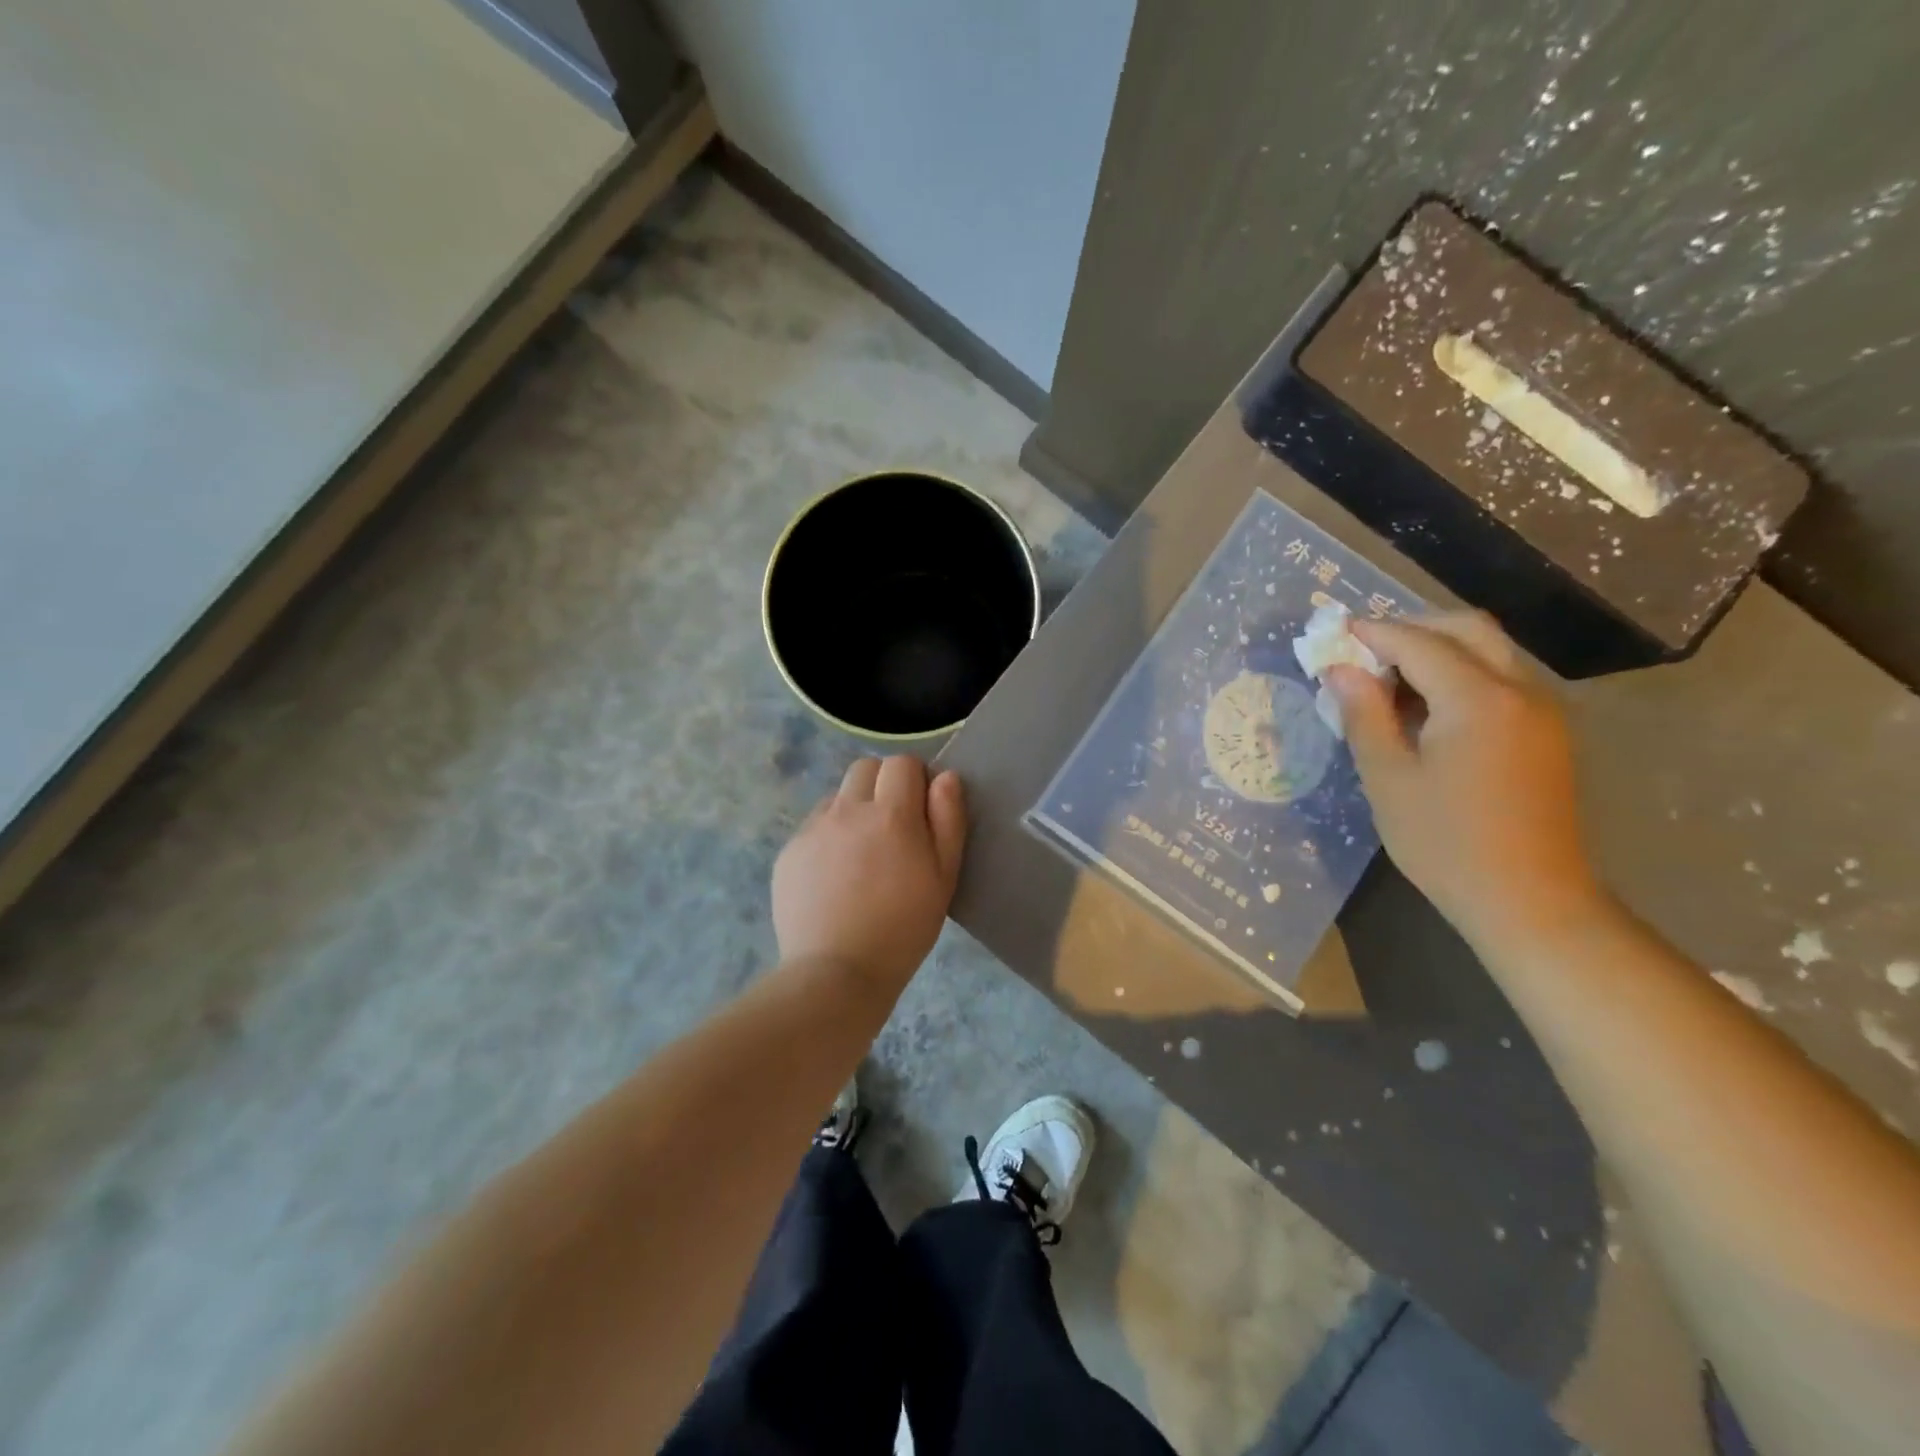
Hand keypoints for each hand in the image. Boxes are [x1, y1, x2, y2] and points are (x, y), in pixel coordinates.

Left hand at [772, 757, 967, 985]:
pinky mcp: (789, 851)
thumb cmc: (903, 928)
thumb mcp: (943, 877)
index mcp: (891, 814)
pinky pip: (814, 826)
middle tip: (893, 827)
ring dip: (854, 809)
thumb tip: (945, 778)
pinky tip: (835, 876)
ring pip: (838, 796)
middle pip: (865, 768)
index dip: (915, 779)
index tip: (921, 809)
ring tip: (862, 855)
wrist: (837, 972)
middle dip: (883, 784)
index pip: (902, 763)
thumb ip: (947, 820)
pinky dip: (829, 836)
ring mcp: (813, 829)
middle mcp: (848, 809)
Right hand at [1326, 612, 1604, 945]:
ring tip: (1387, 678)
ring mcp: (1542, 710)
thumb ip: (1364, 715)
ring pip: (1488, 650)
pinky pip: (1500, 678)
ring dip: (1437, 648)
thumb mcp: (1388, 779)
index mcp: (1478, 699)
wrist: (1530, 900)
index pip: (1419, 643)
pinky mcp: (1546, 732)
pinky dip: (1460, 672)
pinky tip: (1425, 706)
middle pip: (1466, 629)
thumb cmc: (1445, 843)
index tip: (1334, 633)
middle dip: (1412, 628)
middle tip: (1364, 649)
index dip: (1373, 633)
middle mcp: (1520, 690)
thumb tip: (1340, 670)